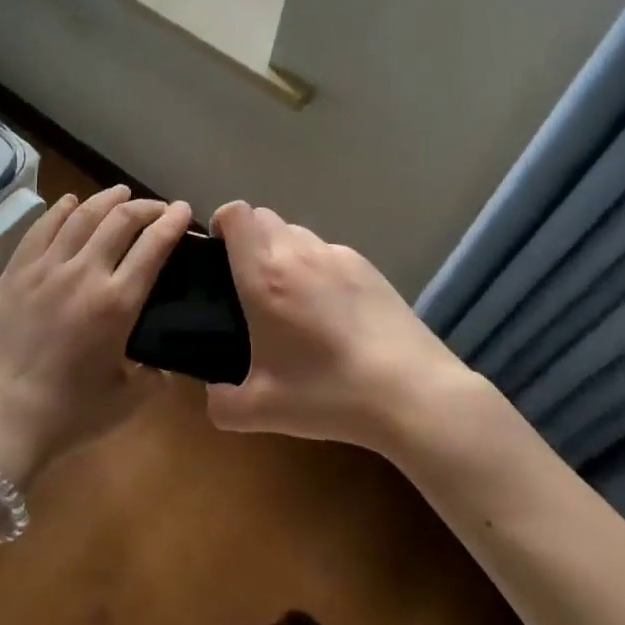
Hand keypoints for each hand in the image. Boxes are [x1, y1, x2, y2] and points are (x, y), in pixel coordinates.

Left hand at [0, 186, 190, 486]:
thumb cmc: (68, 413)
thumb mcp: (127, 400)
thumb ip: (155, 378)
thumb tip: (167, 365)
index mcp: (117, 302)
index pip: (153, 246)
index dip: (173, 222)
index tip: (184, 210)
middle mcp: (84, 272)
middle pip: (120, 220)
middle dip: (145, 206)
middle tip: (158, 208)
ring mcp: (45, 267)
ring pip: (81, 215)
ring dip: (106, 199)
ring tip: (120, 192)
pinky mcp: (15, 271)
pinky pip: (42, 227)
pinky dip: (61, 209)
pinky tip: (70, 201)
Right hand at [205, 201, 480, 454]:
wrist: (412, 392)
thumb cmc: (329, 393)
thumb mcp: (263, 410)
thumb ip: (223, 404)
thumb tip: (213, 396)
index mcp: (264, 275)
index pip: (236, 214)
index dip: (221, 222)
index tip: (218, 252)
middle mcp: (298, 253)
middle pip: (264, 217)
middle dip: (249, 237)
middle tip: (248, 280)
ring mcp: (338, 256)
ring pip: (297, 232)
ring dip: (283, 250)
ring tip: (290, 295)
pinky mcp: (369, 267)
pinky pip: (328, 252)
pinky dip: (317, 266)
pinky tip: (330, 309)